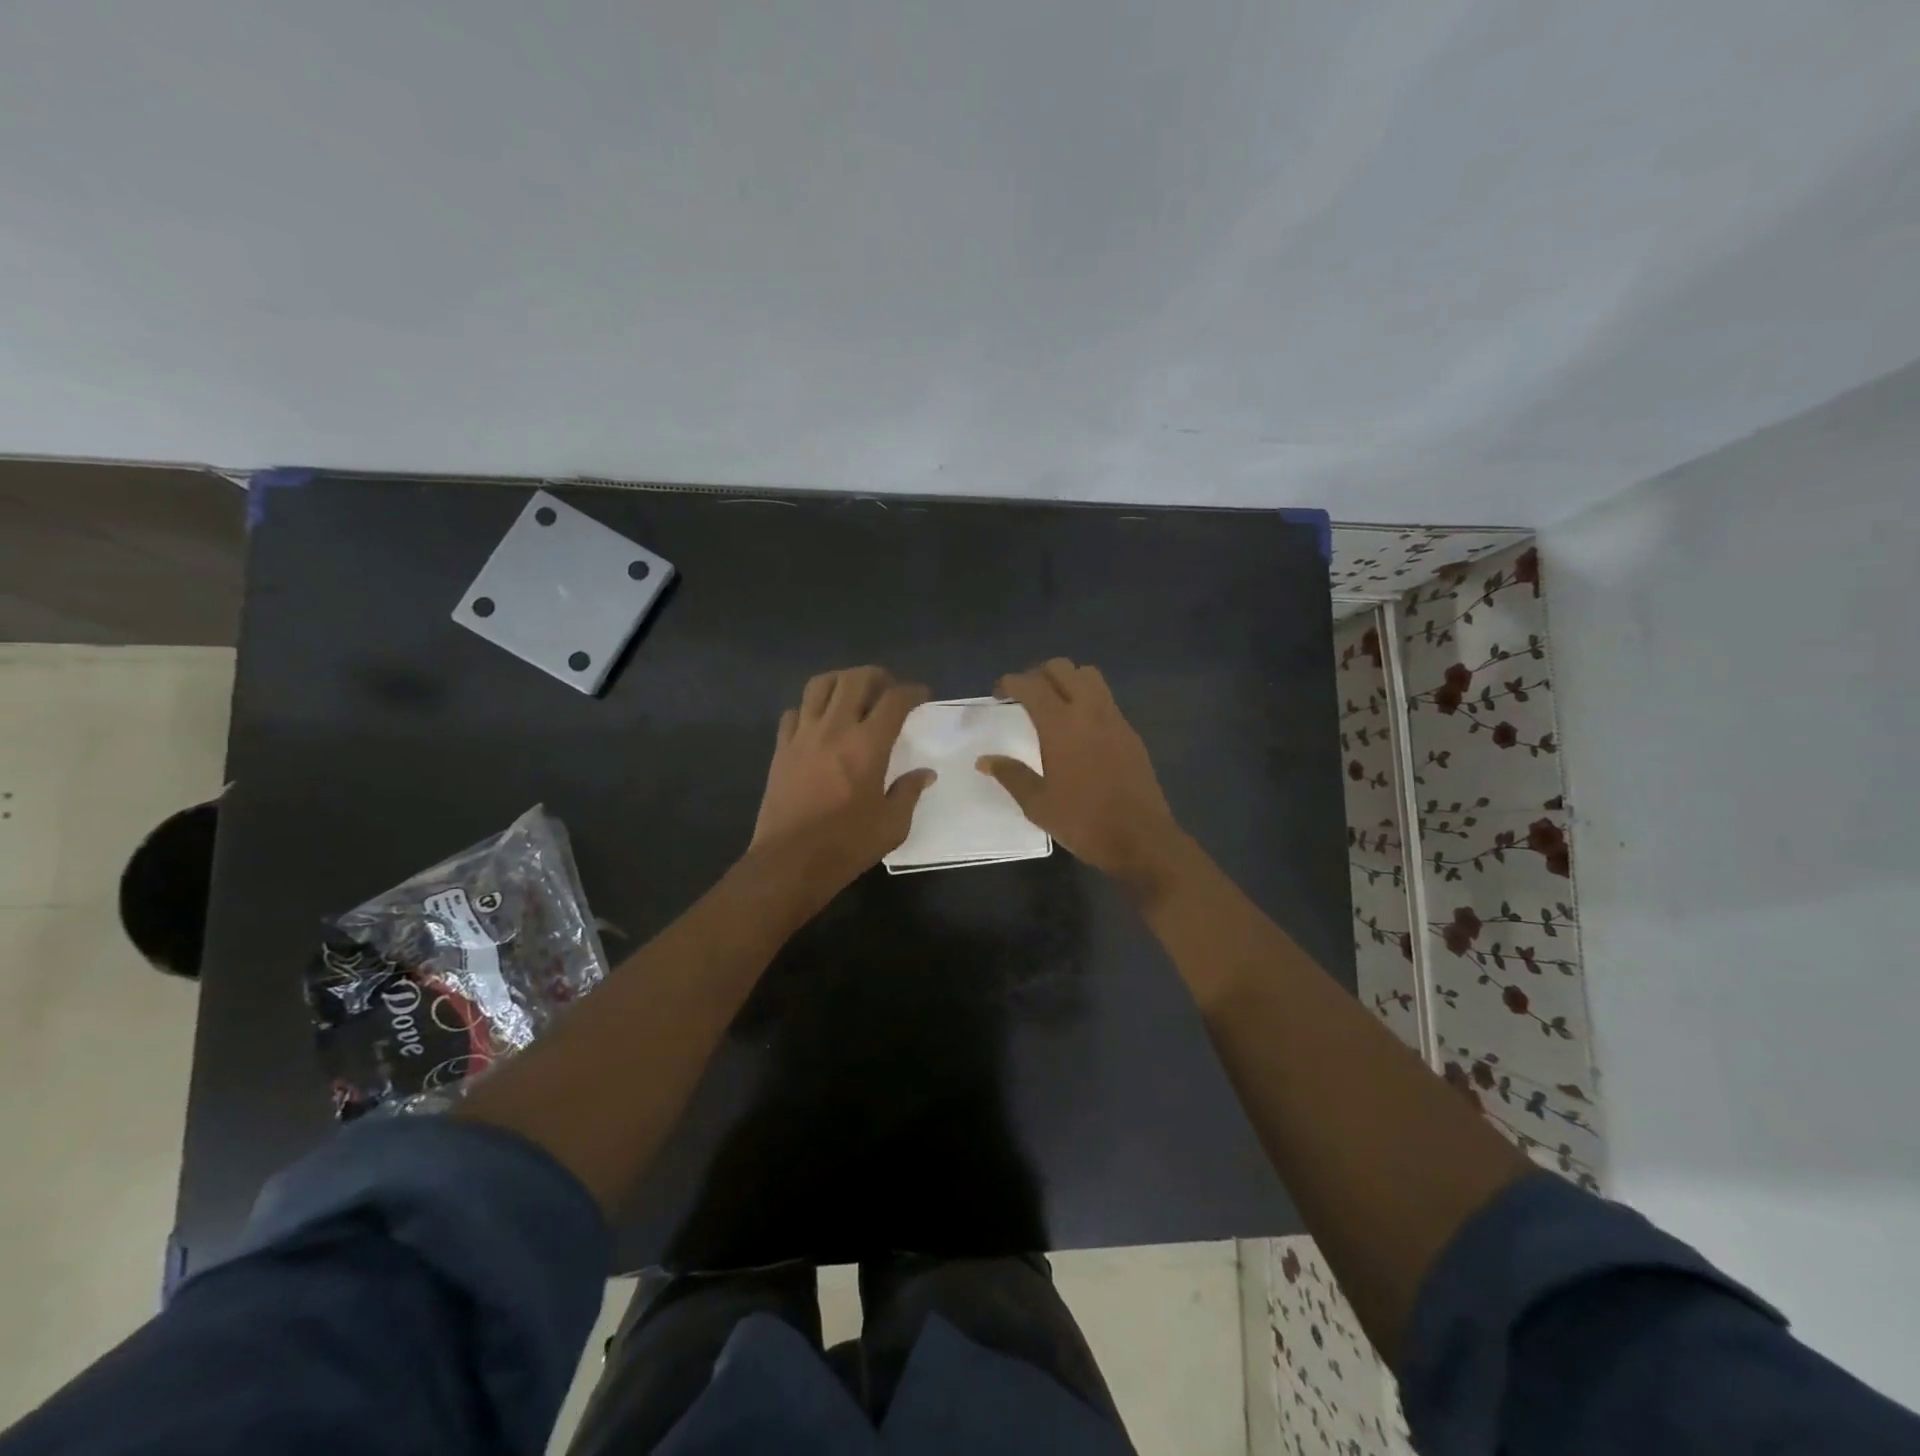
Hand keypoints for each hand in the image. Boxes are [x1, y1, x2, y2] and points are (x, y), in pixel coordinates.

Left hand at [750, 666, 935, 889]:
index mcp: (868, 745)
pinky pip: (794, 712)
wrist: (790, 861)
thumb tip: (925, 774)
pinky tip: (819, 723)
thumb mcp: (892, 825)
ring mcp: (803, 736)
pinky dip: (810, 708)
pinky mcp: (781, 749)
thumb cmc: (847, 844)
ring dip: (841, 682)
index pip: (894, 700)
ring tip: (852, 695)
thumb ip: (909, 792)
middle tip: (888, 689)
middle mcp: (835, 729)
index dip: (912, 691)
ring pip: (819, 686)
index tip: (921, 696)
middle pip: (854, 680)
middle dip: (876, 677)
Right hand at [977, 658, 1185, 891]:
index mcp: (1060, 725)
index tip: (998, 694)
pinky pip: (1106, 699)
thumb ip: (1011, 775)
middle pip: (1062, 669)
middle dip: (1039, 674)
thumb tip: (985, 760)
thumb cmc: (1083, 821)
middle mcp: (1089, 711)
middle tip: (1025, 696)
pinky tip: (1079, 728)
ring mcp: (1114, 719)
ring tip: (1053, 704)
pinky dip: (1088, 699)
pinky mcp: (1130, 732)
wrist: (1140, 838)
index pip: (1032, 685)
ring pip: (1089, 676)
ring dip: (1067, 680)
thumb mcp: (1038, 804)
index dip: (1011, 683)